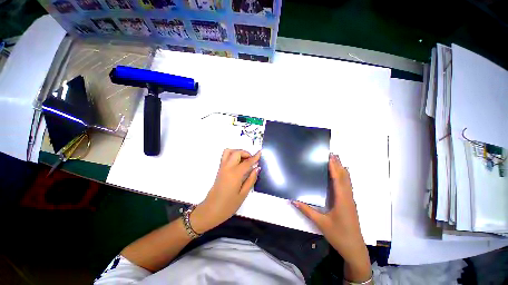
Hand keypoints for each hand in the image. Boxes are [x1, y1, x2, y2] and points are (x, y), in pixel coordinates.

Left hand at [191, 149, 260, 233]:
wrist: (210, 211)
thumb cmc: (228, 206)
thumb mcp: (243, 195)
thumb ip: (251, 180)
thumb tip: (257, 169)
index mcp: (234, 174)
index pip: (246, 162)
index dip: (254, 157)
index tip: (260, 153)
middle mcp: (227, 168)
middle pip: (236, 153)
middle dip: (246, 153)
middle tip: (252, 160)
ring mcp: (222, 168)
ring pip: (228, 152)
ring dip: (238, 152)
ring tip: (244, 160)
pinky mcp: (219, 170)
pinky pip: (225, 157)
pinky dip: (233, 155)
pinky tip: (238, 164)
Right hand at [292, 154, 371, 282]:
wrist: (355, 249)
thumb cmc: (339, 235)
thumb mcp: (321, 223)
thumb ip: (307, 210)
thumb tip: (294, 200)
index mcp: (342, 200)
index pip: (338, 179)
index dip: (334, 167)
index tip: (329, 156)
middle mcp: (348, 197)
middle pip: (345, 177)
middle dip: (339, 165)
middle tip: (332, 154)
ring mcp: (350, 200)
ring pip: (348, 181)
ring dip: (342, 170)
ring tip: (336, 161)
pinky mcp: (350, 203)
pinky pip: (347, 186)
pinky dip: (344, 177)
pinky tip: (340, 176)